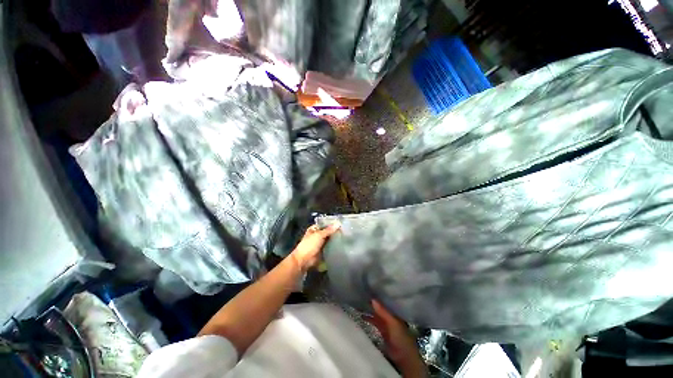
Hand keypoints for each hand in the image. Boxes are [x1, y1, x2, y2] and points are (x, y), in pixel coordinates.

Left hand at [290, 224, 340, 270]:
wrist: (304, 260)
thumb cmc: (309, 245)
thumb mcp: (319, 235)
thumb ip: (329, 230)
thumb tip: (338, 223)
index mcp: (314, 229)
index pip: (324, 224)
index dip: (332, 224)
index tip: (341, 223)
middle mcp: (317, 235)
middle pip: (328, 232)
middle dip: (334, 231)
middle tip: (345, 230)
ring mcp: (320, 243)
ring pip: (329, 239)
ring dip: (335, 238)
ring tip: (345, 236)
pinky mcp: (323, 250)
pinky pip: (330, 246)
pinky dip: (334, 245)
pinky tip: (342, 244)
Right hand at [365, 301, 426, 376]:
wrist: (404, 359)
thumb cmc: (401, 338)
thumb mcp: (393, 323)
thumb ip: (383, 312)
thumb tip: (373, 299)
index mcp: (395, 313)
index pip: (386, 301)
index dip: (379, 296)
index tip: (369, 288)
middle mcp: (391, 317)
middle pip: (381, 308)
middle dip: (373, 303)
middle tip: (361, 294)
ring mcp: (387, 325)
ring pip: (377, 315)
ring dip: (370, 311)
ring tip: (359, 304)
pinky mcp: (382, 333)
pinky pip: (375, 323)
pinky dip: (369, 319)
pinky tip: (362, 317)